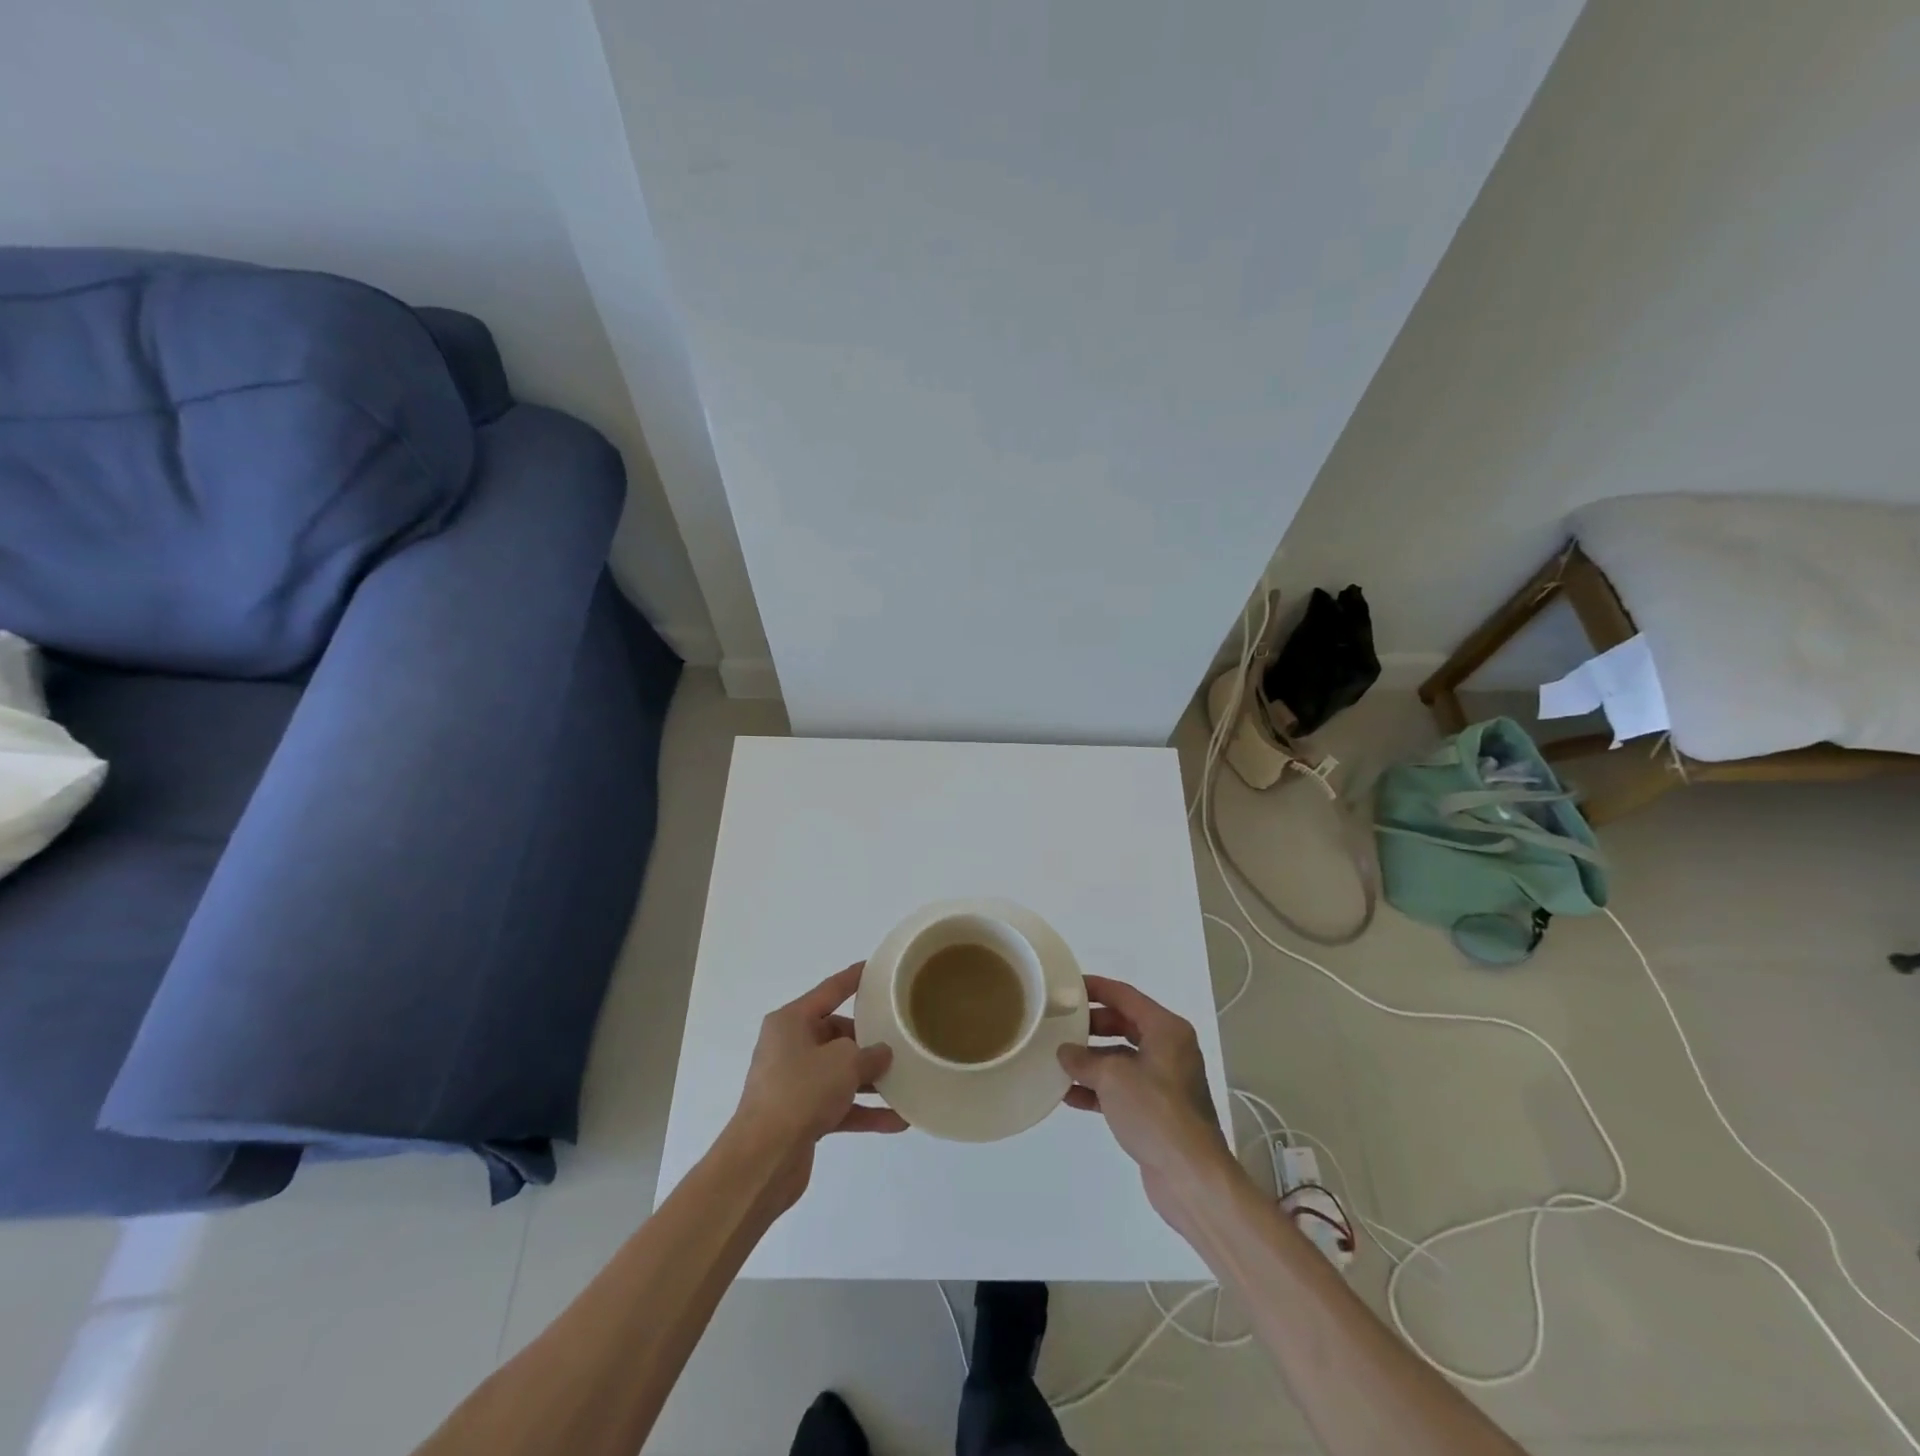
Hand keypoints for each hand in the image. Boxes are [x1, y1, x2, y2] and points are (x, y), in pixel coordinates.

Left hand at [729, 963, 907, 1212]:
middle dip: (868, 1041)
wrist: (763, 1159)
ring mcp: (793, 1083)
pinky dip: (863, 1110)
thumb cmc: (801, 1092)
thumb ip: (869, 1053)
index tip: (876, 969)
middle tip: (901, 1039)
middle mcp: (789, 1047)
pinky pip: (838, 1105)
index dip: (853, 979)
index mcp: (791, 1022)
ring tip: (906, 1081)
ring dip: (870, 1080)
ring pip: (839, 1073)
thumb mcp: (843, 1062)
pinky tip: (897, 1120)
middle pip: (837, 1035)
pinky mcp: (800, 1117)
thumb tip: (881, 1054)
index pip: (829, 991)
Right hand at [1058, 976, 1237, 1240]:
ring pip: (1121, 1058)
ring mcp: (1164, 1081)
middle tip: (1060, 1025)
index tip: (1066, 986)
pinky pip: (1122, 1087)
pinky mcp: (1157, 1110)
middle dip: (1091, 1026)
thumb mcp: (1113, 1077)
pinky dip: (1098, 1088)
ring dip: (1091, 1060)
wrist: (1190, 1176)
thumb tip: (1065, 1052)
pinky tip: (1069, 1095)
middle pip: (1124, 1025)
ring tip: (1058, 1060)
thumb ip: (1084, 1060)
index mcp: (1167, 1029)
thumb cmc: (1155, 1112)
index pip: (1126, 996)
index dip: (1096, 988)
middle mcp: (1169, 1049)